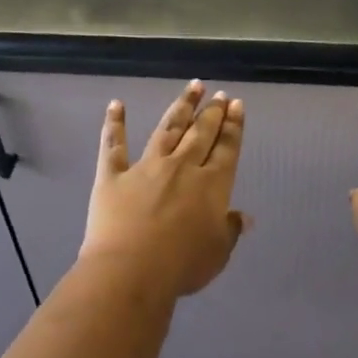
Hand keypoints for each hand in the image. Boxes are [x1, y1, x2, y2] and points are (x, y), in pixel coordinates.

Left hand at [79, 81, 248, 297]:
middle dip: (212, 112)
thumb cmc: (182, 266)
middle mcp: (182, 168)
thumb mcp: (217, 252)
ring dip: (181, 107)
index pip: (226, 149)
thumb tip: (243, 216)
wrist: (131, 270)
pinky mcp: (113, 175)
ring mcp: (146, 167)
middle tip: (219, 94)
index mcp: (212, 185)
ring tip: (192, 87)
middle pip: (200, 134)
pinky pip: (113, 145)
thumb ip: (230, 229)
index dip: (233, 126)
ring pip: (166, 129)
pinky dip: (114, 123)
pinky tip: (116, 104)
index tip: (236, 104)